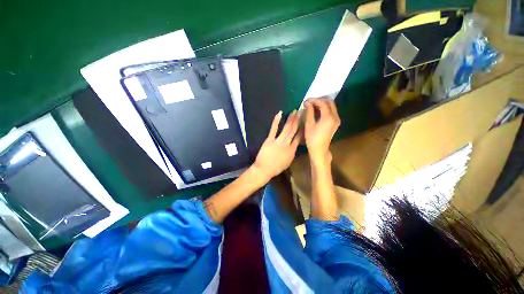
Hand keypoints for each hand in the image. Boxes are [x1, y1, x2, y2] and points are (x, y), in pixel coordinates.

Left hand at [254, 110, 301, 180]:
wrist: (264, 169)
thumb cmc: (276, 168)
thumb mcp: (288, 162)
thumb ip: (292, 153)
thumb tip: (294, 145)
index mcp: (292, 150)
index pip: (299, 138)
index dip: (302, 129)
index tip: (305, 122)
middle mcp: (287, 144)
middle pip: (294, 131)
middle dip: (298, 120)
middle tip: (301, 112)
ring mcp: (278, 141)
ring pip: (286, 128)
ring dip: (291, 119)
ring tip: (294, 111)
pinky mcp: (270, 139)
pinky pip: (274, 129)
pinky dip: (276, 121)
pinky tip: (279, 113)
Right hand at [304, 98, 340, 163]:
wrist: (319, 149)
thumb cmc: (312, 138)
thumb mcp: (309, 124)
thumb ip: (309, 112)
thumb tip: (307, 103)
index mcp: (328, 117)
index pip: (322, 103)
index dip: (314, 100)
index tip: (306, 101)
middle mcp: (335, 116)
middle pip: (329, 102)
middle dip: (319, 100)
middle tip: (309, 102)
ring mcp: (337, 119)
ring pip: (331, 106)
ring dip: (322, 103)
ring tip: (312, 105)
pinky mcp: (336, 122)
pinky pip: (331, 111)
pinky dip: (325, 108)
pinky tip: (317, 110)